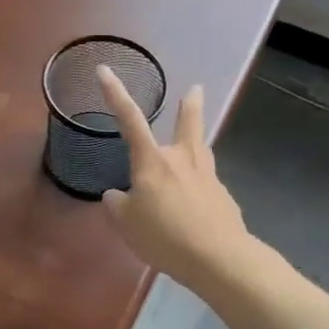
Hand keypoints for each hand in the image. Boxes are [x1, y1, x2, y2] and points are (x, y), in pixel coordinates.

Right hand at [96, 65, 251, 287]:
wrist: (218, 258)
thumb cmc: (164, 236)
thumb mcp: (126, 224)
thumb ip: (117, 205)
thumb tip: (117, 195)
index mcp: (153, 162)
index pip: (130, 120)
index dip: (115, 95)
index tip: (105, 71)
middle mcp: (182, 160)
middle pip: (188, 125)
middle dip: (190, 106)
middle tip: (197, 89)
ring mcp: (207, 177)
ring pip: (202, 150)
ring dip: (198, 140)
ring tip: (197, 140)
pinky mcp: (223, 198)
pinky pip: (206, 185)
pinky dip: (198, 189)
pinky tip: (196, 204)